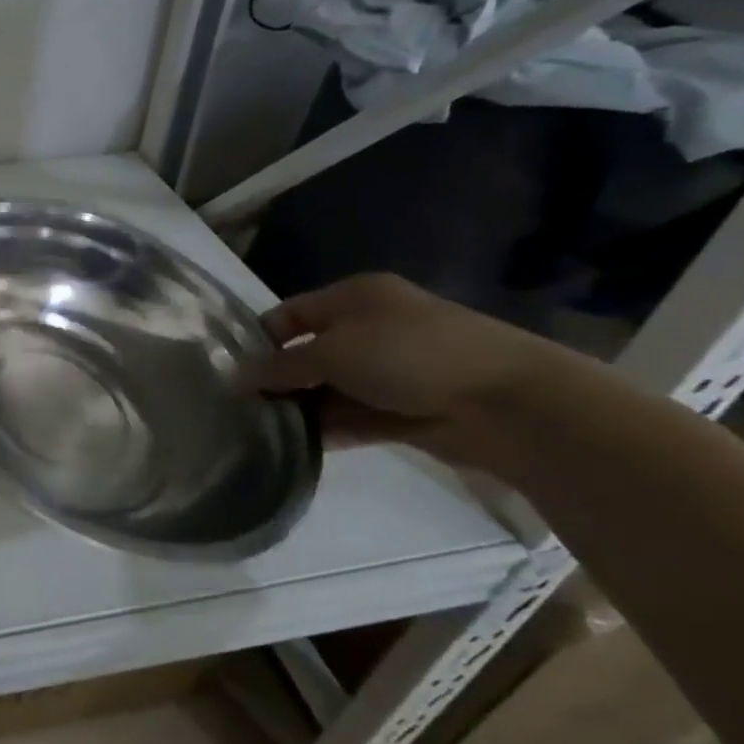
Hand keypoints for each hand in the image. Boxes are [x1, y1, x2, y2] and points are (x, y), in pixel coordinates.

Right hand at [256, 273, 563, 461]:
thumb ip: (282, 367)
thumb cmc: (407, 354)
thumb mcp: (330, 352)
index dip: (261, 340)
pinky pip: (359, 416)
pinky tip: (302, 446)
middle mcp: (373, 327)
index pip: (291, 313)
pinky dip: (333, 429)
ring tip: (268, 431)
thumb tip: (242, 380)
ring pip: (334, 388)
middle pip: (311, 353)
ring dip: (306, 408)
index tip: (234, 372)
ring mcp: (395, 369)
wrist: (509, 401)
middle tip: (248, 407)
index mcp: (355, 297)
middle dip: (282, 379)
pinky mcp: (411, 408)